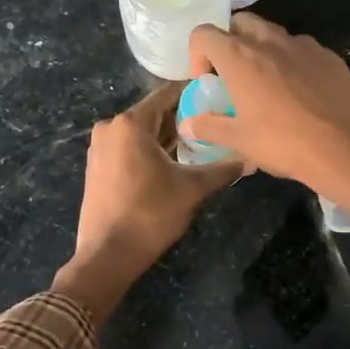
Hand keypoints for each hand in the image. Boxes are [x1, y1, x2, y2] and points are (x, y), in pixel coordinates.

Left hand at [53, 83, 242, 321]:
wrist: (108, 254)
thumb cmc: (150, 213)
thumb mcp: (193, 189)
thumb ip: (223, 169)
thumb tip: (252, 159)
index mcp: (131, 123)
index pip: (168, 94)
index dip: (195, 94)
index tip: (219, 97)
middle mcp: (111, 127)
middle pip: (154, 113)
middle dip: (183, 119)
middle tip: (216, 124)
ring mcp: (100, 147)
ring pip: (141, 133)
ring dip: (168, 137)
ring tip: (200, 144)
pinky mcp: (97, 166)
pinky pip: (129, 148)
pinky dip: (150, 151)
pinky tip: (173, 163)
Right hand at [178, 13, 349, 205]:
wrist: (348, 146)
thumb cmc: (285, 143)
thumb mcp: (240, 141)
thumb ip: (209, 127)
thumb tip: (187, 124)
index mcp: (240, 57)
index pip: (204, 33)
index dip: (197, 53)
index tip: (205, 81)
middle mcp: (269, 41)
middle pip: (240, 23)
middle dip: (230, 42)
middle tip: (233, 75)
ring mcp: (303, 45)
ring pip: (273, 34)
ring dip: (262, 49)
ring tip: (268, 85)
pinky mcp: (329, 56)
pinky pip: (301, 49)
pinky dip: (292, 61)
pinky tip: (300, 92)